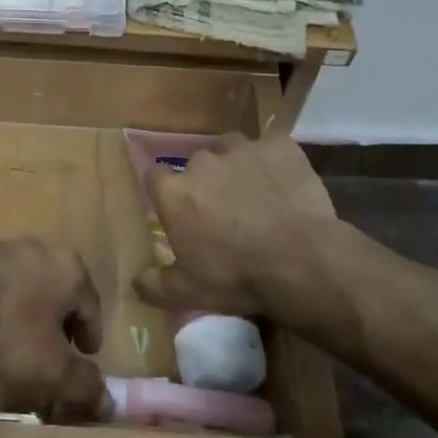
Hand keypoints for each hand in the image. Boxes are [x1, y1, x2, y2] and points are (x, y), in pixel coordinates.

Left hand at [0, 238, 106, 416]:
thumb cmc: (7, 331)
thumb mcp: (51, 368)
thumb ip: (83, 384)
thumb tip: (109, 402)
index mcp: (70, 270)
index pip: (92, 306)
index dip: (91, 336)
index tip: (85, 356)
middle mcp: (42, 249)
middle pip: (60, 290)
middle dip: (60, 320)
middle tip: (54, 350)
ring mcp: (4, 246)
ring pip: (27, 283)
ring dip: (28, 309)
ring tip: (16, 339)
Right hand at [134, 134, 335, 323]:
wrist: (301, 261)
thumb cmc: (237, 276)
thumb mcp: (189, 292)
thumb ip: (155, 285)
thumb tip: (135, 282)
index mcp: (174, 192)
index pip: (155, 177)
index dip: (166, 191)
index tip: (178, 209)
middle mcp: (203, 161)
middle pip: (197, 163)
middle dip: (206, 182)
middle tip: (223, 210)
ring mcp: (243, 149)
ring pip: (232, 149)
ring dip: (238, 166)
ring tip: (256, 193)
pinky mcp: (280, 146)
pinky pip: (272, 147)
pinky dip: (275, 161)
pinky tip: (285, 182)